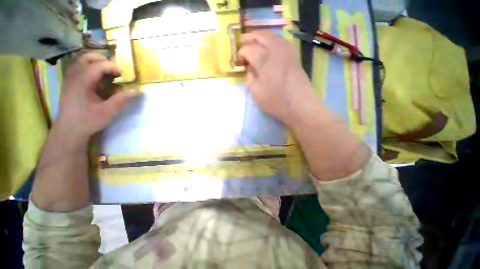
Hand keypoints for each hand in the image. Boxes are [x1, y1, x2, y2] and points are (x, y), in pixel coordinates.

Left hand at [56, 52, 138, 141]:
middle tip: (115, 70)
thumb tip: (137, 91)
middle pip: (86, 58)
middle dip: (103, 60)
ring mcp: (69, 79)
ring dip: (95, 62)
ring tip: (107, 71)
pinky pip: (78, 67)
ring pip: (80, 61)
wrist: (69, 130)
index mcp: (81, 83)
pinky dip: (89, 67)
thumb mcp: (107, 112)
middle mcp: (73, 77)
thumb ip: (122, 100)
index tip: (123, 75)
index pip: (97, 65)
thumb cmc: (87, 121)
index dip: (112, 67)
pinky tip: (96, 76)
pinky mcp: (69, 83)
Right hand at [237, 30, 311, 124]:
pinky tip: (268, 48)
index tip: (238, 60)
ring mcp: (288, 51)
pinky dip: (271, 41)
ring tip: (254, 44)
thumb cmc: (276, 102)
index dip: (241, 53)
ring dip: (260, 37)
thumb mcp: (256, 93)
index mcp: (264, 61)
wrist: (300, 105)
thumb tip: (250, 66)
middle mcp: (276, 50)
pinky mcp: (294, 55)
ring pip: (272, 35)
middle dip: (249, 38)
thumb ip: (250, 77)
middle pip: (261, 35)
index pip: (248, 49)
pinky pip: (280, 41)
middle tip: (242, 44)